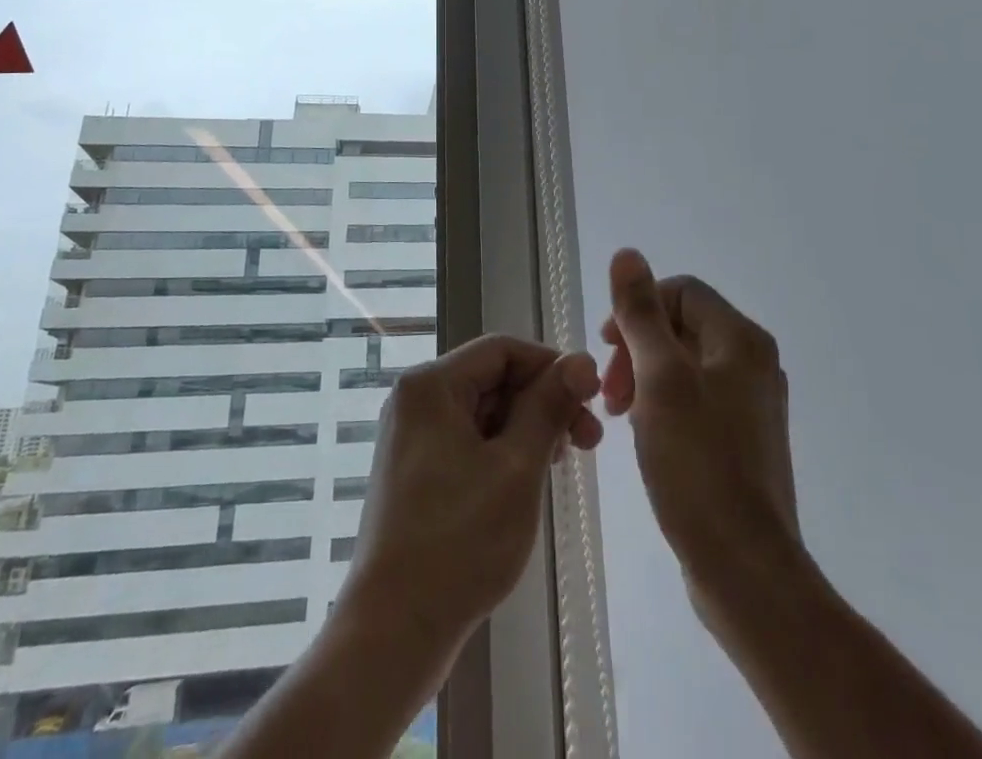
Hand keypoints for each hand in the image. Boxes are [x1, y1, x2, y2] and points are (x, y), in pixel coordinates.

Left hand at [343, 334, 602, 657]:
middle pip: (492, 378)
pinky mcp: (415, 470)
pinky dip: (502, 451)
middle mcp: (416, 399)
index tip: (590, 399)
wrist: (391, 632)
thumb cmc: (459, 542)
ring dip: (527, 428)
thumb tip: (582, 359)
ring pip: (483, 411)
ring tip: (564, 462)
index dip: (551, 366)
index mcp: (432, 385)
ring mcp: (412, 436)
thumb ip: (549, 406)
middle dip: (543, 401)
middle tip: (589, 441)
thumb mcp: (517, 467)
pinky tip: (529, 478)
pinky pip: (467, 440)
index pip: (502, 349)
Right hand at [601, 249, 800, 622]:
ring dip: (645, 377)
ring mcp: (751, 404)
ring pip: (686, 365)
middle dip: (637, 347)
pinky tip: (644, 435)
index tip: (606, 346)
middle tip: (609, 389)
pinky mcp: (743, 440)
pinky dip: (663, 404)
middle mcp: (753, 363)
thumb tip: (627, 253)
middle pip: (683, 327)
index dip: (639, 309)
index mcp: (741, 340)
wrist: (745, 569)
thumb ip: (640, 313)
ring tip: (618, 414)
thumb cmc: (697, 464)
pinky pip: (696, 399)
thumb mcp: (659, 379)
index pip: (682, 292)